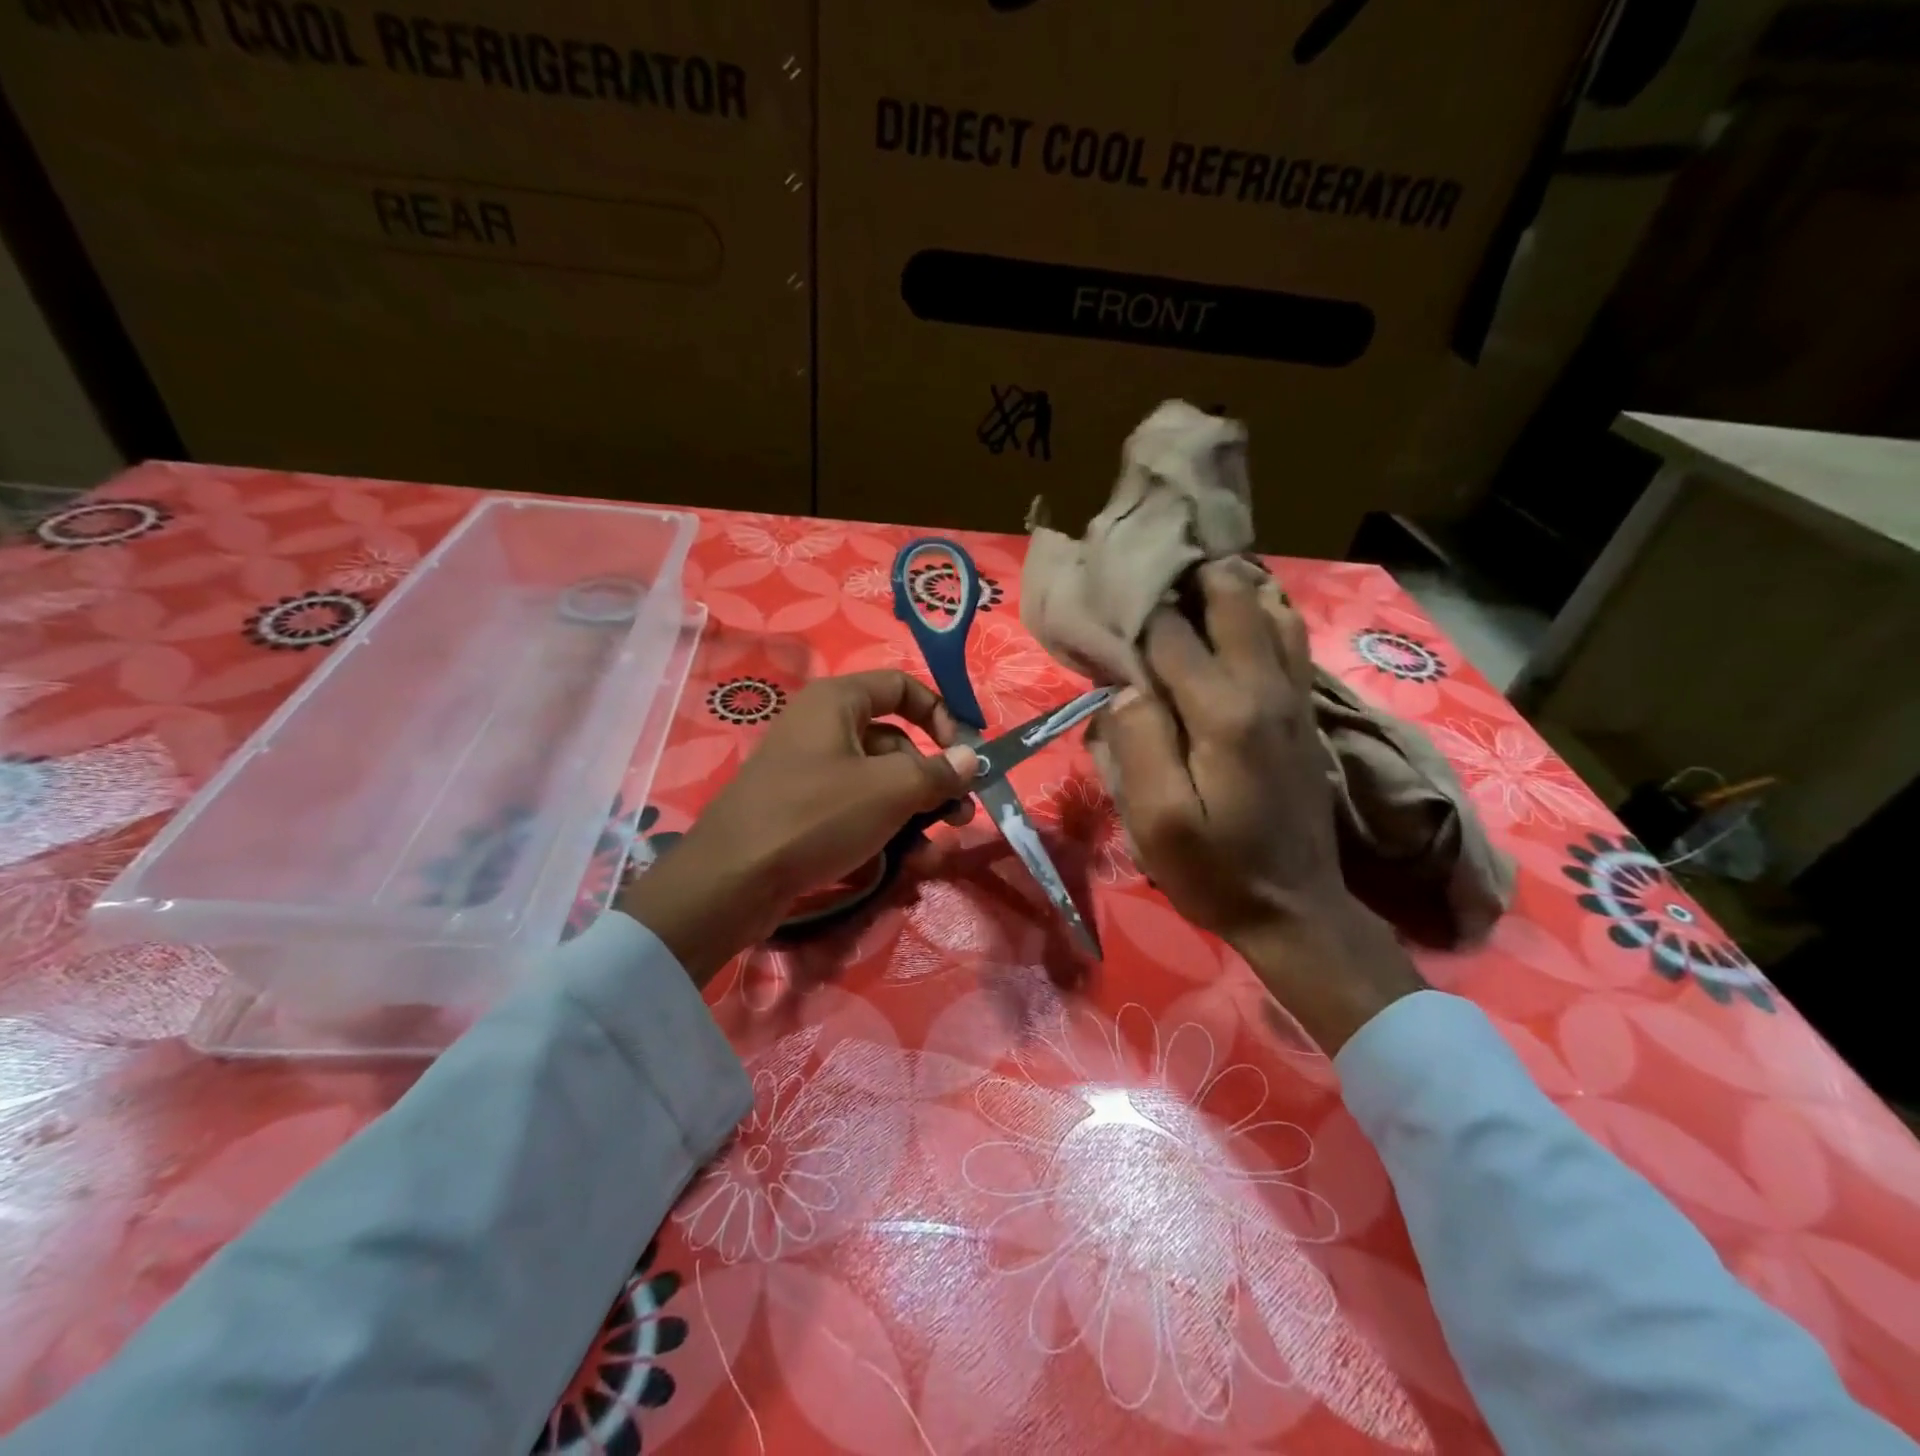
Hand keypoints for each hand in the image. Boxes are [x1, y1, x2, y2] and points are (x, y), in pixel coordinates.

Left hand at [620, 671, 978, 982]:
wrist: (734, 879)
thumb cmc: (817, 814)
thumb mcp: (890, 789)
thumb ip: (938, 771)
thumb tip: (972, 758)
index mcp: (837, 702)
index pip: (900, 687)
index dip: (939, 713)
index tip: (963, 752)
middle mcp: (823, 729)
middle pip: (895, 742)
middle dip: (933, 780)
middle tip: (960, 814)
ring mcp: (811, 773)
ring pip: (879, 784)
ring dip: (915, 814)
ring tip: (935, 850)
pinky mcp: (804, 812)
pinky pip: (856, 811)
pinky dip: (884, 831)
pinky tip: (908, 865)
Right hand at [1095, 560, 1423, 1051]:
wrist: (1295, 908)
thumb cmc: (1215, 870)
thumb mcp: (1157, 821)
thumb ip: (1139, 744)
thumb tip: (1127, 685)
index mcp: (1223, 711)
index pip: (1170, 634)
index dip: (1136, 613)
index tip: (1106, 600)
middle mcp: (1265, 686)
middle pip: (1231, 598)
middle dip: (1188, 574)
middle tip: (1146, 568)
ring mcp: (1293, 695)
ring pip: (1268, 607)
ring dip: (1226, 585)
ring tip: (1183, 580)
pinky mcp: (1303, 709)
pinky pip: (1287, 636)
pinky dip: (1258, 610)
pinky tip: (1232, 613)